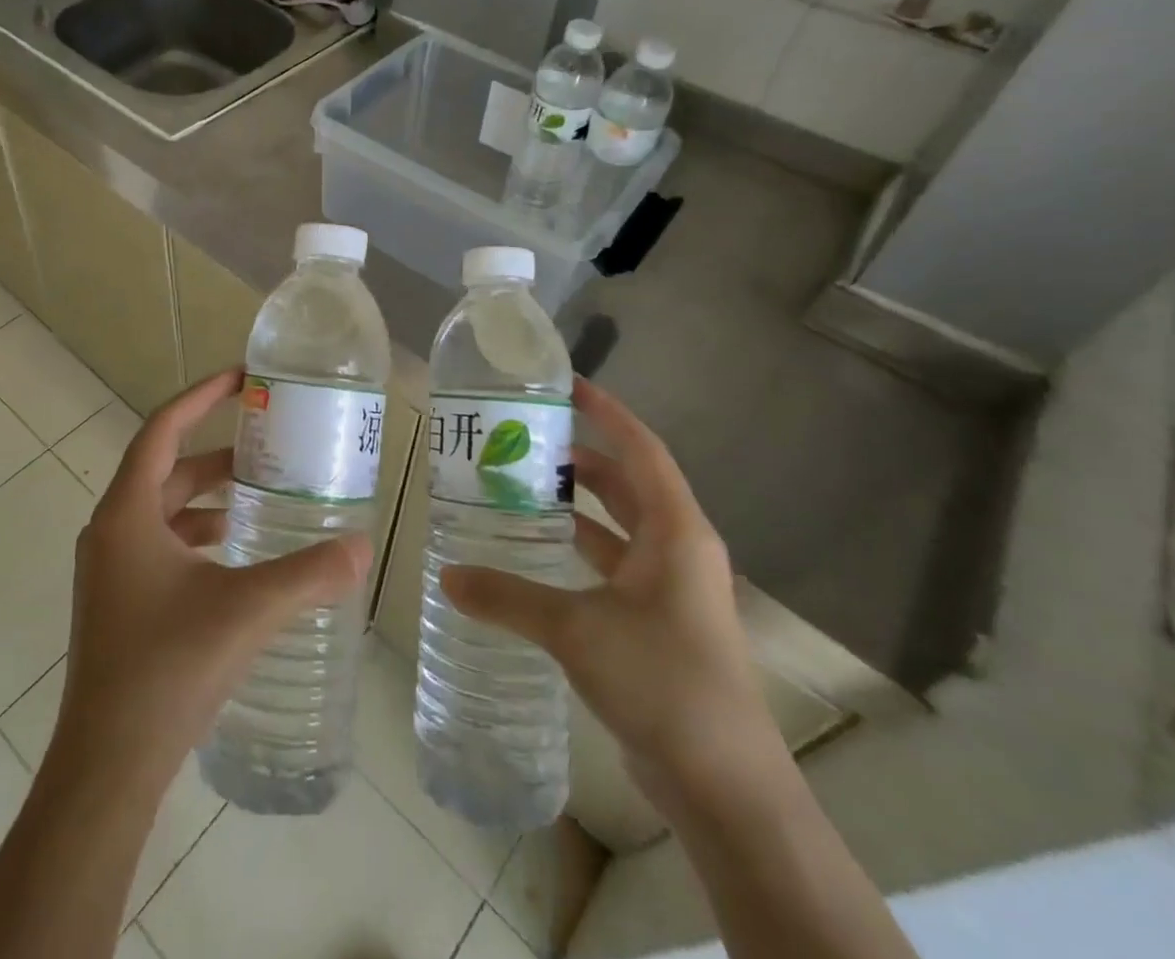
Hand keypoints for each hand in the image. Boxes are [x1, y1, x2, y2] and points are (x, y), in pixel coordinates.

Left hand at [47, 368, 372, 789]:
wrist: (107, 765)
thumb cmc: (167, 669)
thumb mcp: (246, 610)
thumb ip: (308, 574)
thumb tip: (362, 546)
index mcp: (127, 514)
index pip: (162, 429)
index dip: (200, 396)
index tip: (241, 379)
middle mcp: (110, 531)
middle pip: (166, 469)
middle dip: (217, 455)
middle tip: (268, 447)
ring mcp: (109, 569)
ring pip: (163, 509)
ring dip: (207, 497)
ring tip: (259, 497)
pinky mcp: (117, 602)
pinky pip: (160, 544)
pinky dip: (196, 535)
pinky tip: (234, 556)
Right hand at [441, 379, 782, 814]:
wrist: (726, 788)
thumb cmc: (662, 682)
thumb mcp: (576, 631)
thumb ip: (509, 597)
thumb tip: (447, 576)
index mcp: (676, 532)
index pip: (641, 449)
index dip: (607, 413)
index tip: (567, 386)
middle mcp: (678, 550)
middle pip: (627, 484)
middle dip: (581, 459)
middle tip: (524, 441)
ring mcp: (671, 590)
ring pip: (620, 528)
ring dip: (578, 507)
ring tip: (522, 488)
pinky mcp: (659, 624)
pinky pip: (614, 567)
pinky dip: (579, 552)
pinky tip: (537, 555)